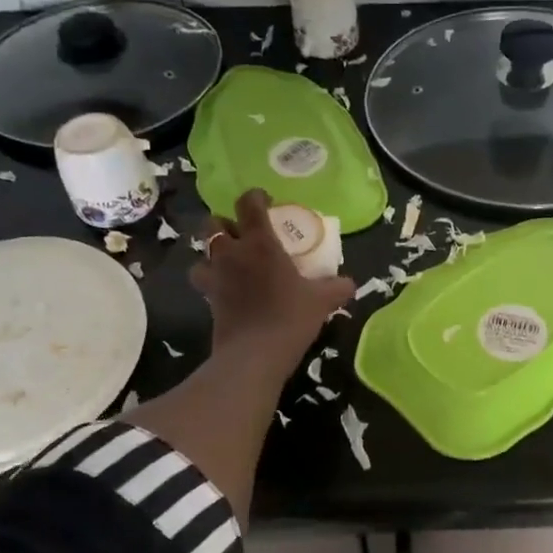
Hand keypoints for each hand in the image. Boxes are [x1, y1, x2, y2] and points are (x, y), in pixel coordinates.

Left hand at [189, 189, 354, 374]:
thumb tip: (349, 283)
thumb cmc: (290, 317)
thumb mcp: (322, 301)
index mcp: (260, 243)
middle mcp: (232, 253)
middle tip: (244, 234)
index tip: (267, 202)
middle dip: (226, 223)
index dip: (255, 197)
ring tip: (230, 263)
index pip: (248, 203)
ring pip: (202, 252)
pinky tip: (229, 290)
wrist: (254, 355)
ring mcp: (215, 276)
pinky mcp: (208, 300)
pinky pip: (205, 281)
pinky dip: (213, 281)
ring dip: (213, 253)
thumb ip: (336, 287)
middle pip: (214, 223)